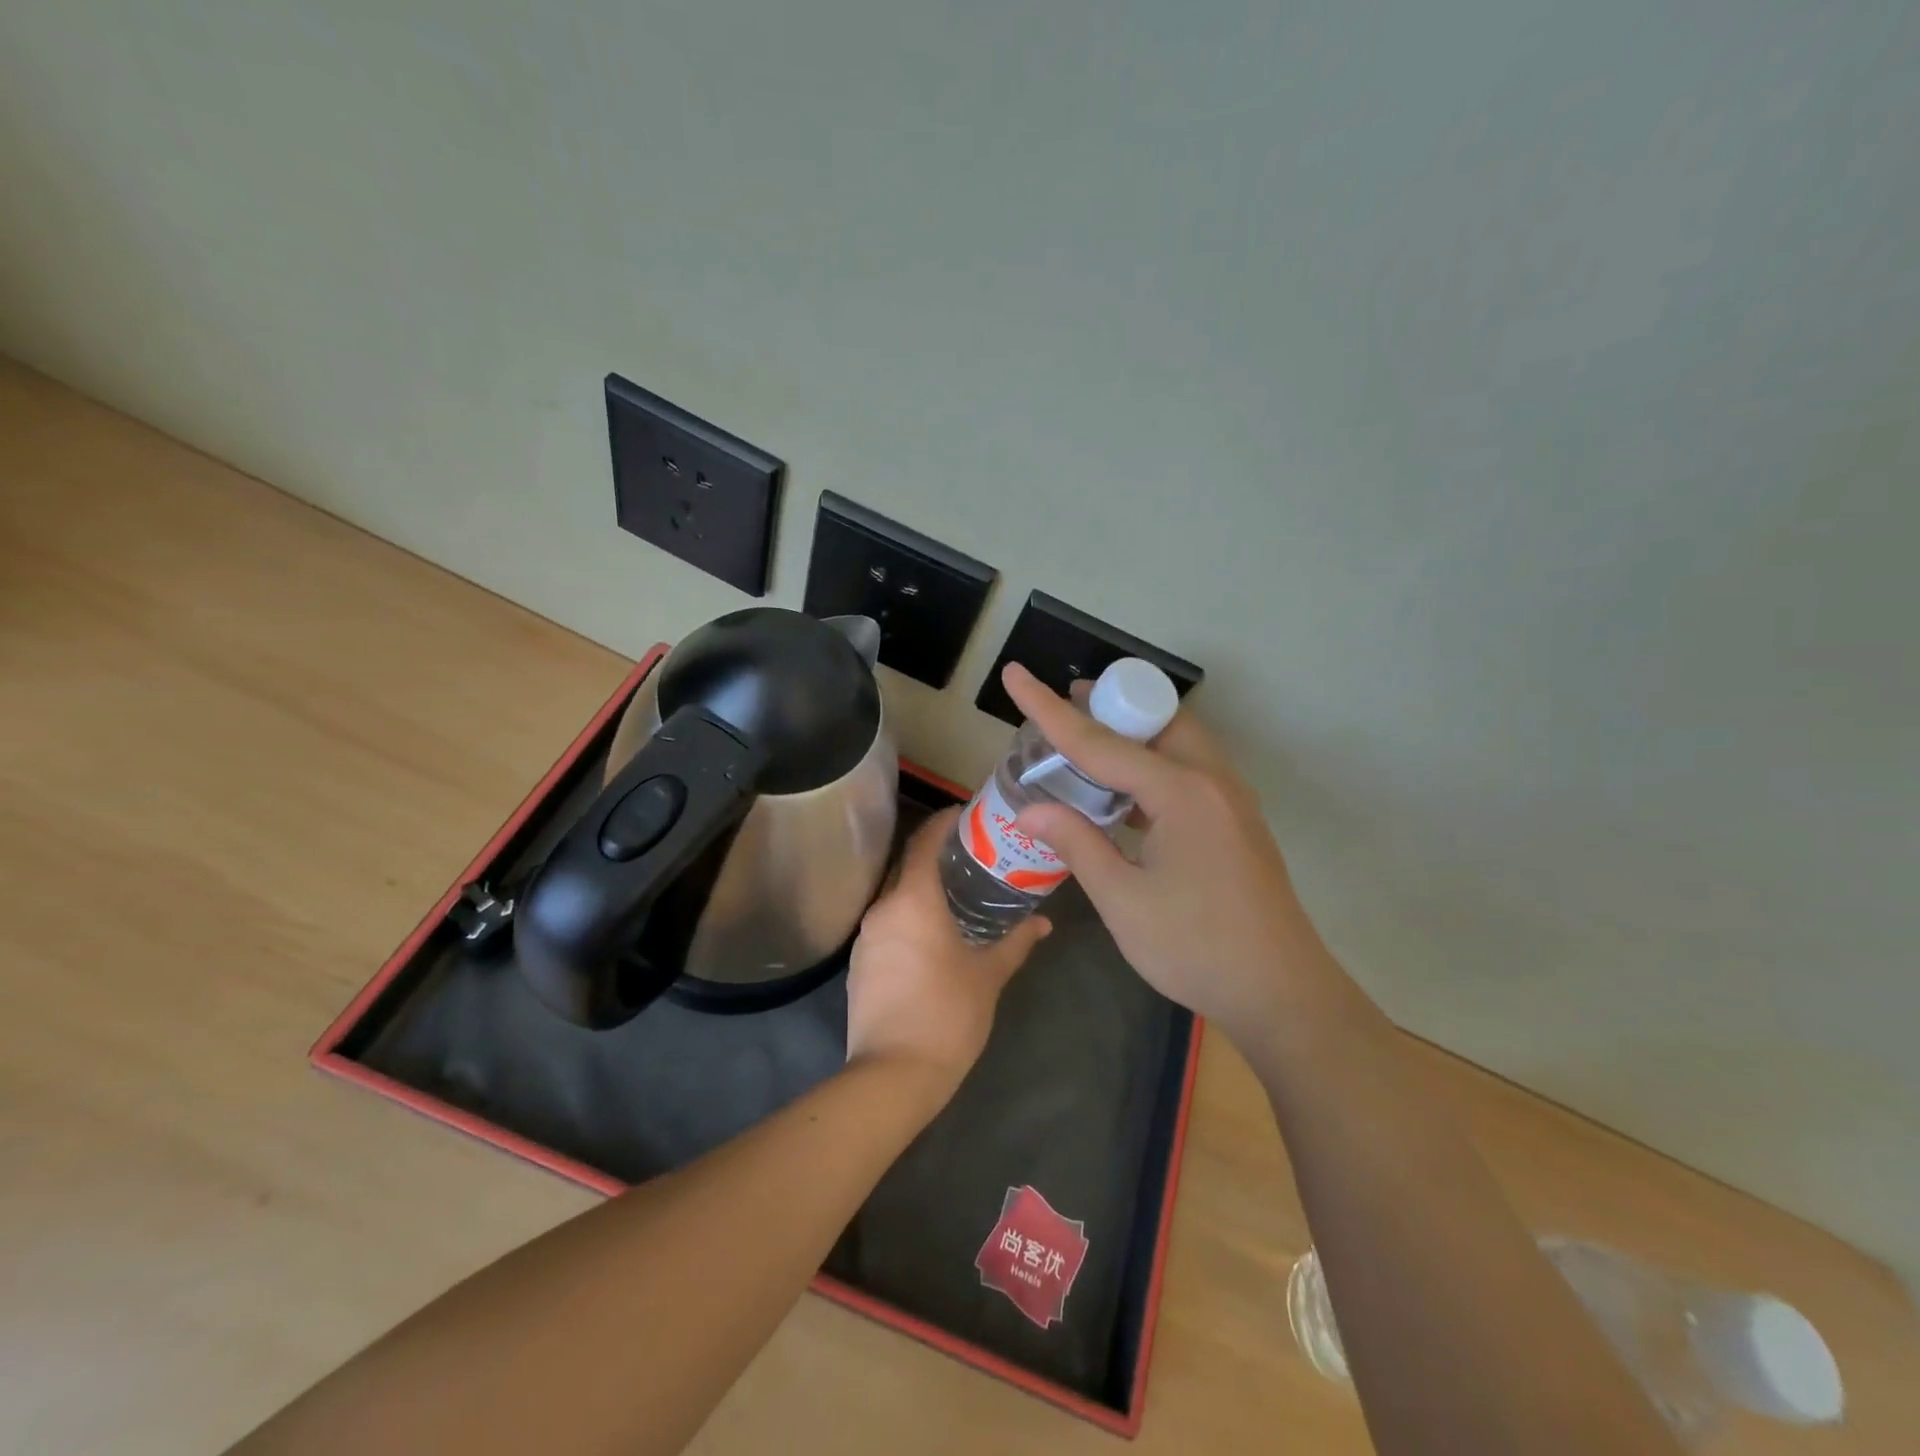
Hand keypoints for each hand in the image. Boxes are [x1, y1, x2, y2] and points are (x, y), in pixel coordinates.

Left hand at [845, 808, 1050, 1101]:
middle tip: (970, 854)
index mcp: (913, 900)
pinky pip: (886, 923)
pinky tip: (930, 934)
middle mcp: (883, 908)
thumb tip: (1043, 922)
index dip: (943, 821)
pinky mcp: (859, 963)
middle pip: (906, 864)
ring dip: (920, 887)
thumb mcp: (989, 976)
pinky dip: (907, 916)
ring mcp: (866, 936)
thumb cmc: (947, 1015)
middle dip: (935, 854)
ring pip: (894, 896)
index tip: (967, 815)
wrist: (893, 1074)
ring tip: (955, 893)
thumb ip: (1016, 942)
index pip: (923, 841)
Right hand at [1004, 663, 1331, 1047]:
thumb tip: (1032, 809)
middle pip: (1154, 721)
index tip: (1016, 674)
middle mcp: (1212, 781)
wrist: (1282, 994)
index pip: (1100, 741)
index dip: (1049, 710)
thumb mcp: (1123, 900)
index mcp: (1181, 792)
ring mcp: (1232, 801)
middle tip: (1065, 707)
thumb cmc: (1195, 948)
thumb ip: (1077, 843)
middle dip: (1108, 707)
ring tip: (1090, 745)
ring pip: (1178, 743)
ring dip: (1134, 736)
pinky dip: (1154, 766)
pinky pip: (1190, 772)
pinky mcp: (1237, 823)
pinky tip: (1127, 795)